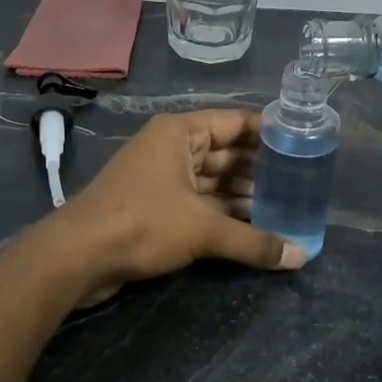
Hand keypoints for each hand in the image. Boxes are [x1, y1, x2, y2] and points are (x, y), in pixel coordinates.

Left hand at [44, 109, 304, 302]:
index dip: (269, 133)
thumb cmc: (142, 223)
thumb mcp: (203, 230)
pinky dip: (224, 213)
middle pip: (226, 153)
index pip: (236, 123)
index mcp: (180, 133)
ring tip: (285, 209)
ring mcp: (161, 177)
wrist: (76, 257)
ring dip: (244, 195)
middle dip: (260, 170)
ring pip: (213, 181)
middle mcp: (171, 148)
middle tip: (301, 184)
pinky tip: (253, 228)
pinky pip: (199, 202)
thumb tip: (301, 257)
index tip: (304, 144)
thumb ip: (254, 242)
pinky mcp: (155, 206)